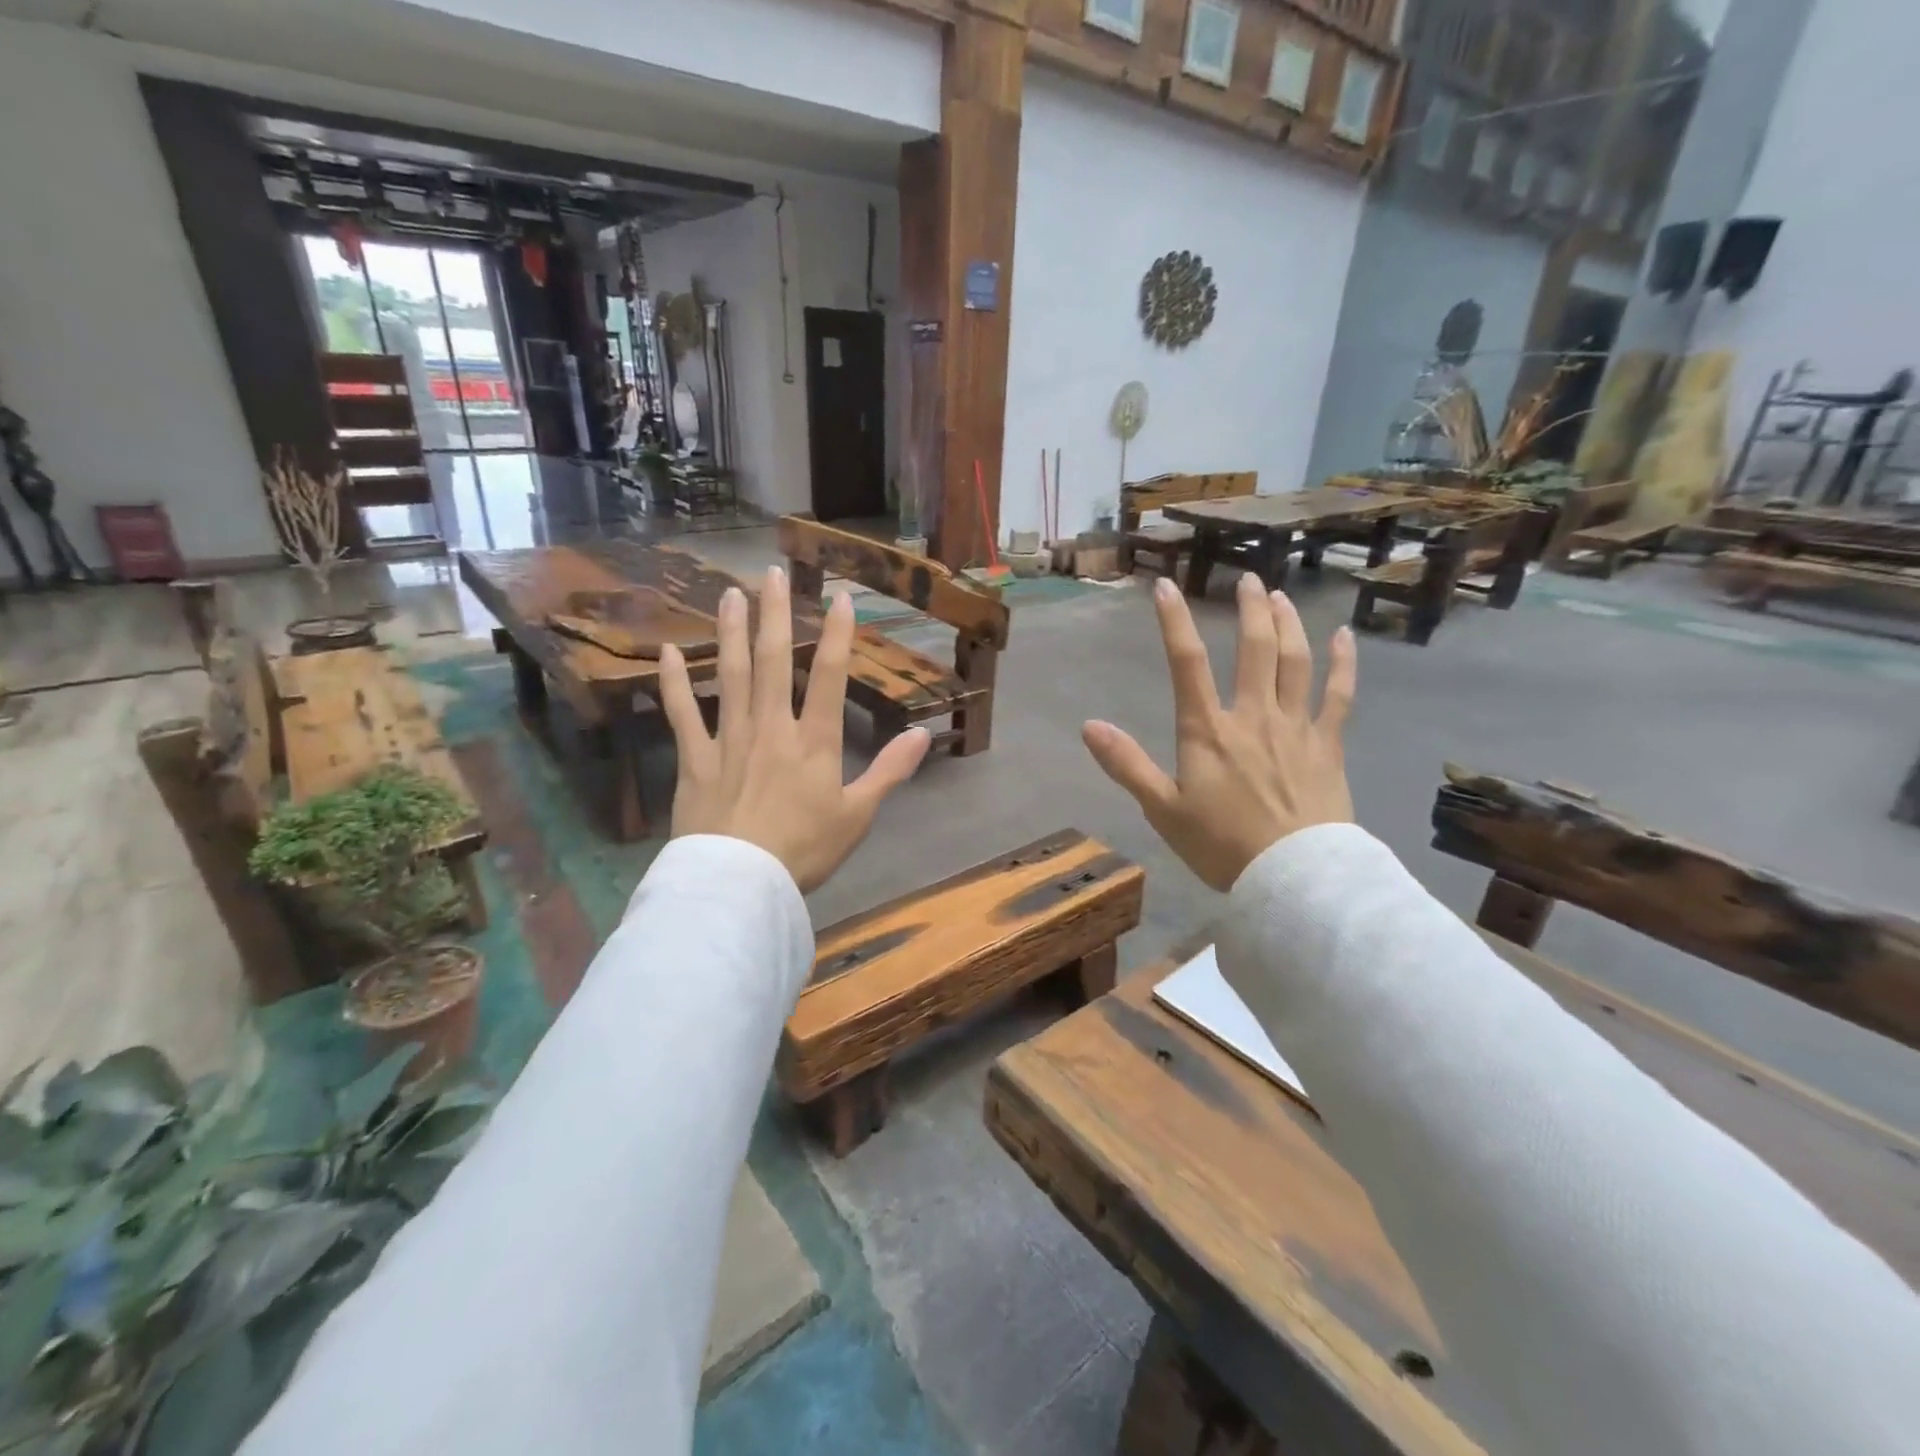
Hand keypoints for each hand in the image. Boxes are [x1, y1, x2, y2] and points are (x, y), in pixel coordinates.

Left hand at [658, 567, 930, 892]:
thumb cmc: (805, 851)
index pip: (832, 677)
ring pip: (731, 675)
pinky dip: (673, 683)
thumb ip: (890, 772)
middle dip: (775, 614)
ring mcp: (730, 740)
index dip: (839, 635)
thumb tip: (923, 735)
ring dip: (731, 632)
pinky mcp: (695, 759)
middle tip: (770, 573)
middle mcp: (772, 728)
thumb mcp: (858, 816)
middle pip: (775, 662)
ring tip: (729, 595)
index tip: (839, 596)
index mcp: (815, 742)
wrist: (741, 884)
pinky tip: (668, 652)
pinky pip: (682, 714)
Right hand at [1083, 573, 1355, 890]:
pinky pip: (1339, 695)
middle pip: (1255, 649)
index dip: (1174, 622)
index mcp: (1208, 731)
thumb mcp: (1162, 809)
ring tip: (1281, 597)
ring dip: (1289, 624)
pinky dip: (1343, 663)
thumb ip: (1127, 765)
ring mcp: (1296, 727)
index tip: (1166, 587)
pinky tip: (1344, 637)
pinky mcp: (1328, 745)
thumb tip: (1089, 725)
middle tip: (1248, 579)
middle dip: (1250, 609)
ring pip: (1296, 661)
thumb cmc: (1222, 846)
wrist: (1294, 878)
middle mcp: (1254, 716)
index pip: (1187, 663)